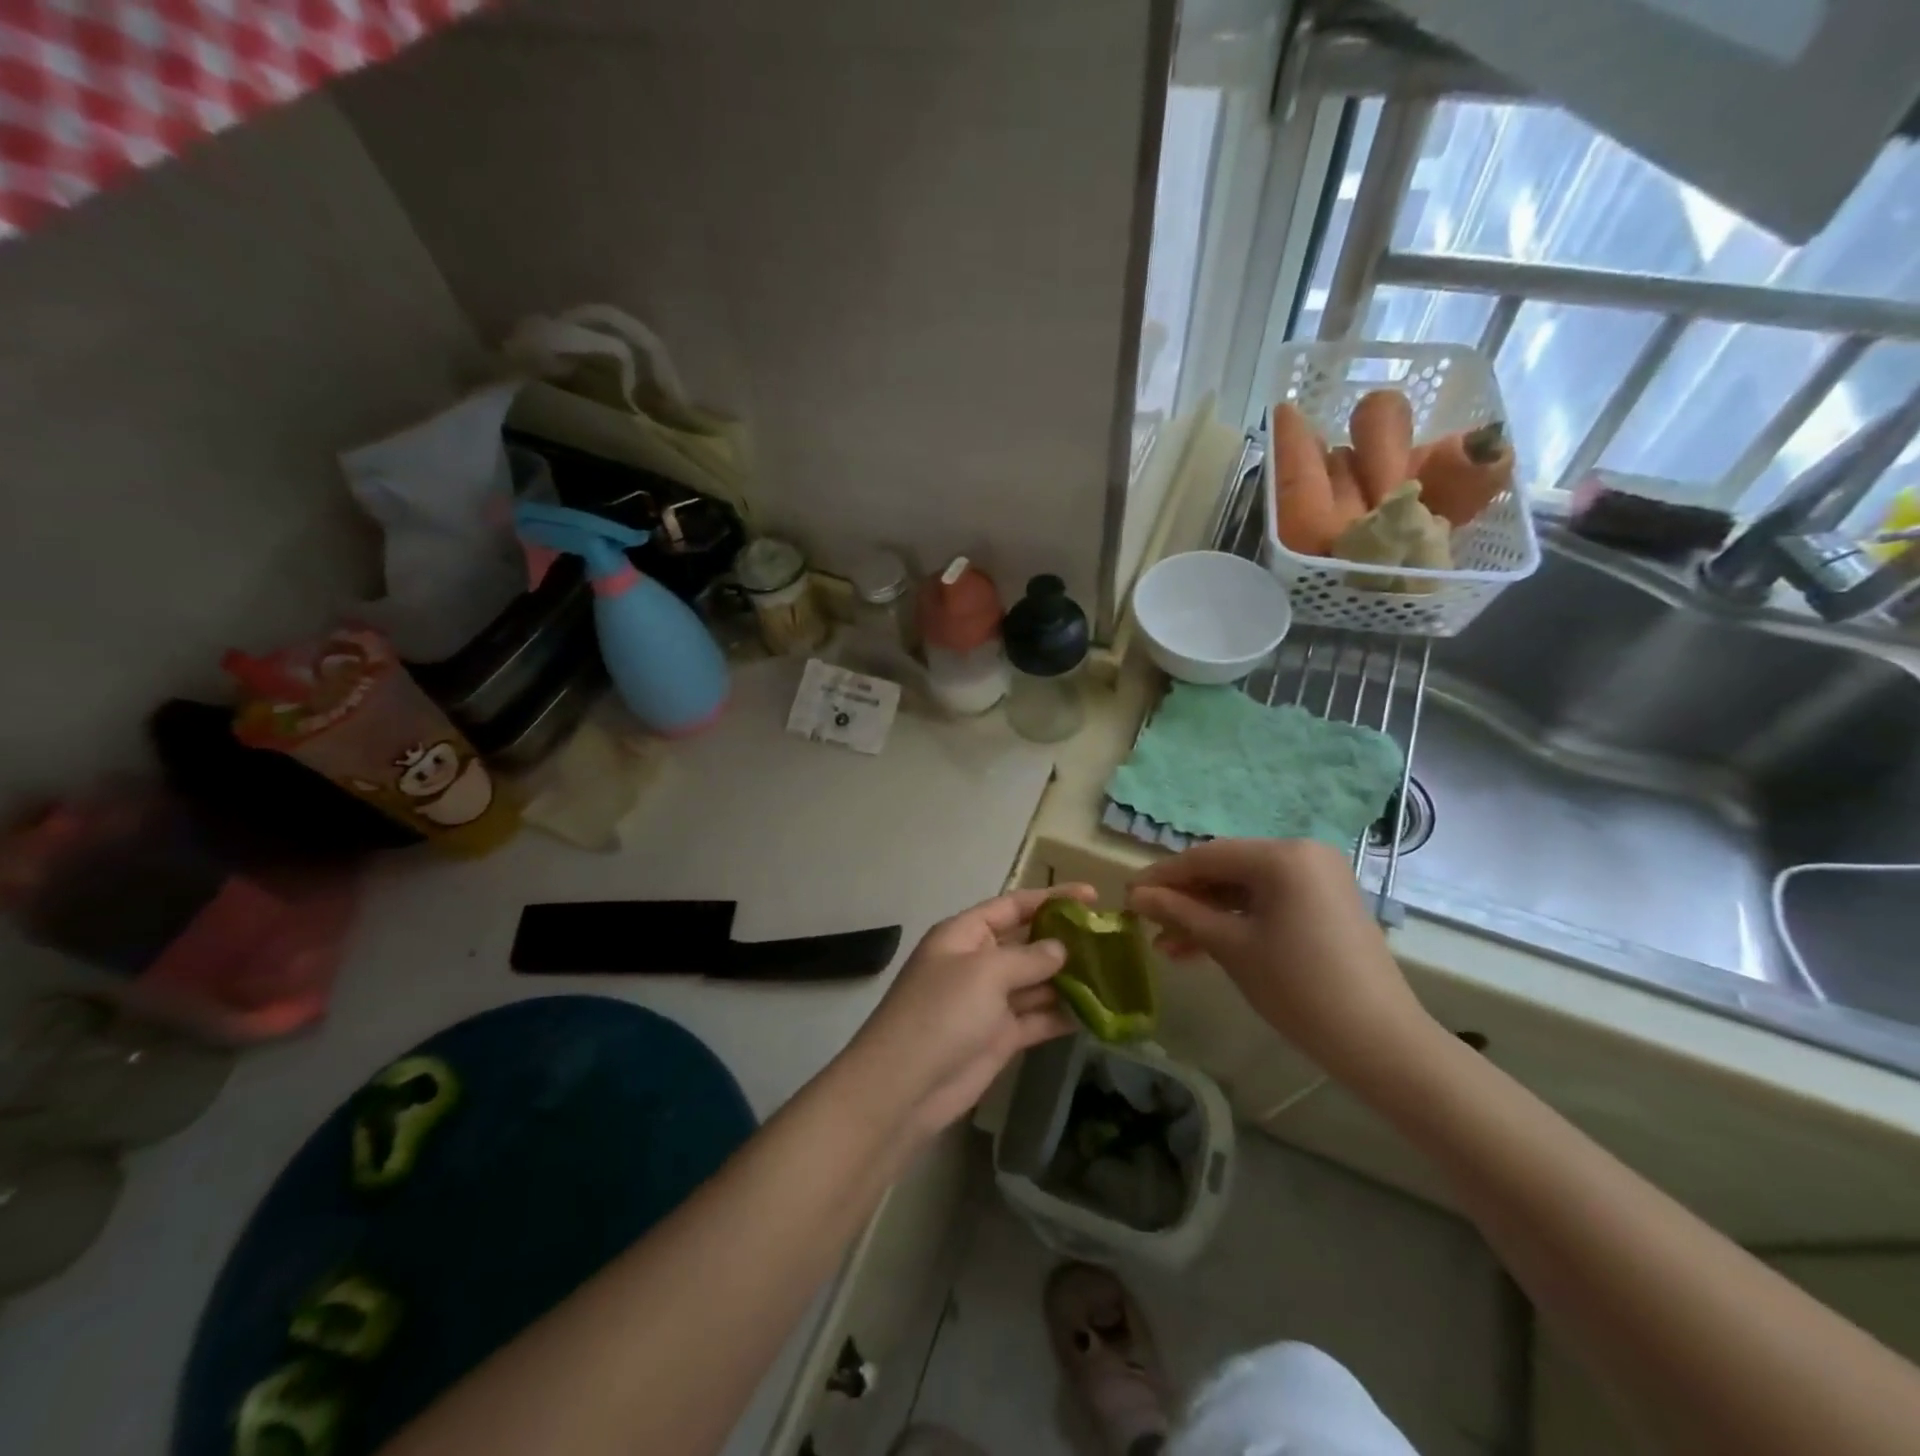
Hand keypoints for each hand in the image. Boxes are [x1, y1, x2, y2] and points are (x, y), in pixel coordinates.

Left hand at [843, 883, 1097, 1143]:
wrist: (905, 1085)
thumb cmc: (941, 1012)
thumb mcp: (985, 972)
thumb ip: (1028, 958)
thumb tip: (1061, 949)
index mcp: (964, 934)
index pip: (1012, 906)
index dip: (1050, 898)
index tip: (1091, 895)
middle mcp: (978, 962)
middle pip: (1027, 942)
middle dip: (1064, 939)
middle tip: (1111, 938)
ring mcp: (989, 1001)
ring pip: (1036, 982)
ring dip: (1069, 978)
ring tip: (1114, 973)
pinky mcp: (1000, 1037)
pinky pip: (1037, 1018)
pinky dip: (1063, 1014)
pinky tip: (1097, 1011)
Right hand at [1127, 839, 1437, 1082]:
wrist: (1379, 1041)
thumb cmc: (1298, 987)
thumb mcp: (1230, 946)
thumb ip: (1180, 913)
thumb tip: (1135, 895)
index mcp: (1282, 855)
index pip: (1205, 856)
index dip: (1162, 877)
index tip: (1127, 896)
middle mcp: (1302, 854)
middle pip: (1225, 870)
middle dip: (1184, 900)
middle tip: (1146, 924)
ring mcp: (1317, 878)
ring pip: (1243, 889)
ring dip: (1205, 915)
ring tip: (1167, 947)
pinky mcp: (1324, 904)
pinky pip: (1267, 903)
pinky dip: (1235, 922)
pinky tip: (1200, 947)